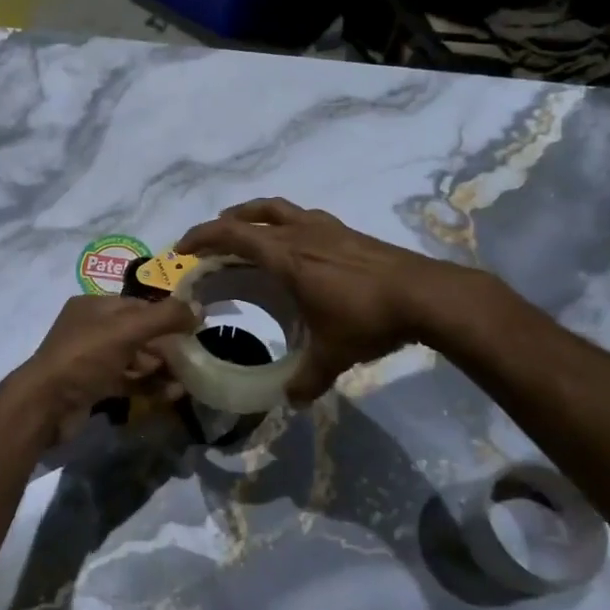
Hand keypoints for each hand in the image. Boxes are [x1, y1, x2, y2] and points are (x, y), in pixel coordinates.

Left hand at [0, 294, 197, 448]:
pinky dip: (149, 386)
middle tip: (194, 355)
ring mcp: (91, 360)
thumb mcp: (127, 330)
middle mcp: (91, 329)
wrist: (45, 406)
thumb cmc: (84, 357)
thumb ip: (165, 317)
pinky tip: (172, 393)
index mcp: (94, 306)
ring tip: (188, 378)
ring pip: (134, 359)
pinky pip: (128, 381)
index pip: (138, 304)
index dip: (168, 313)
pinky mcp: (93, 387)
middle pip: (138, 332)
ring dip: (161, 367)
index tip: (196, 326)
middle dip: (166, 344)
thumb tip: (199, 308)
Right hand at [173, 198, 483, 402]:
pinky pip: (304, 217)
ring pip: (278, 208)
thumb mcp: (333, 354)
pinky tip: (296, 244)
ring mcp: (326, 228)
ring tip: (247, 232)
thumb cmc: (368, 318)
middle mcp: (301, 234)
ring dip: (254, 215)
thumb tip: (289, 400)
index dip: (202, 237)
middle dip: (223, 224)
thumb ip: (306, 379)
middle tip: (209, 243)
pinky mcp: (347, 231)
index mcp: (286, 257)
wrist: (426, 294)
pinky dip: (287, 223)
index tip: (182, 250)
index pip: (232, 235)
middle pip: (251, 215)